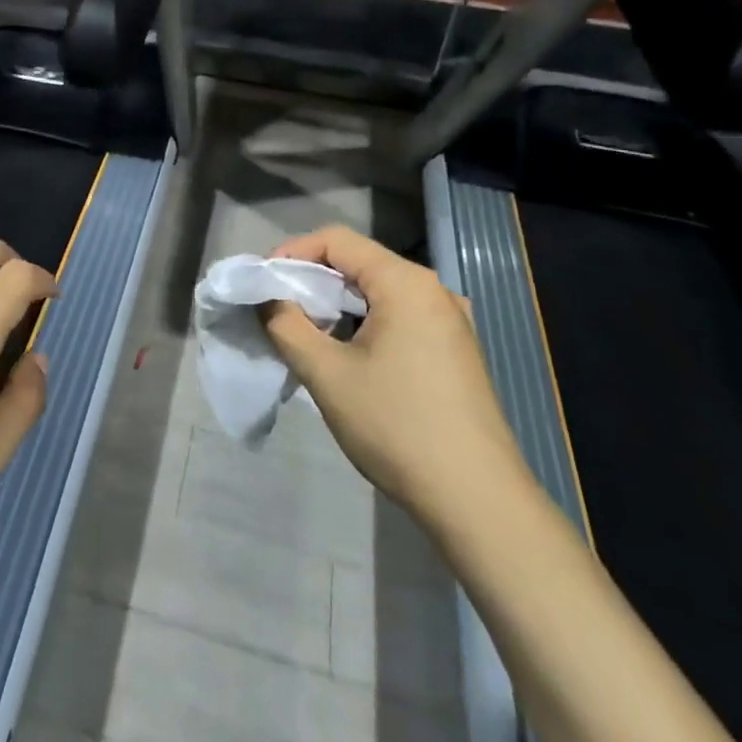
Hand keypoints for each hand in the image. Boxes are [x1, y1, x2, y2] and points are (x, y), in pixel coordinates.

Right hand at [264, 226, 523, 526]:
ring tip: (307, 335)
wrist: (478, 501)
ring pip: (380, 293)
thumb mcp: (327, 374)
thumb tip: (267, 299)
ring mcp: (451, 322)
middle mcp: (434, 291)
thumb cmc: (397, 426)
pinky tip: (349, 357)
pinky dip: (366, 324)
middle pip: (360, 263)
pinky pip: (401, 317)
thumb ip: (287, 326)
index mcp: (406, 283)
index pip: (337, 240)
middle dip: (313, 281)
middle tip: (278, 310)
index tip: (264, 283)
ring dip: (338, 306)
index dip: (293, 253)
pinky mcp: (457, 351)